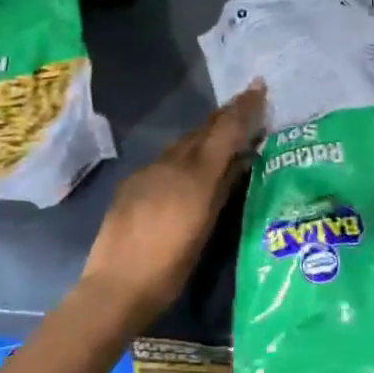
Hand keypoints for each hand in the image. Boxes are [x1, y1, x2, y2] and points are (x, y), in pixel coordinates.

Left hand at [79, 81, 265, 327]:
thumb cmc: (171, 266)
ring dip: (204, 134)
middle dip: (225, 116)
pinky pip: (165, 158)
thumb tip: (241, 159)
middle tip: (245, 104)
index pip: (225, 130)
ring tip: (221, 134)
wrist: (116, 286)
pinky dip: (183, 154)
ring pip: (183, 143)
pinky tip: (187, 167)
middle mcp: (172, 163)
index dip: (243, 108)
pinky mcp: (132, 183)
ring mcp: (148, 170)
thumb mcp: (207, 227)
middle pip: (203, 130)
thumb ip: (224, 188)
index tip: (258, 86)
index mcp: (196, 174)